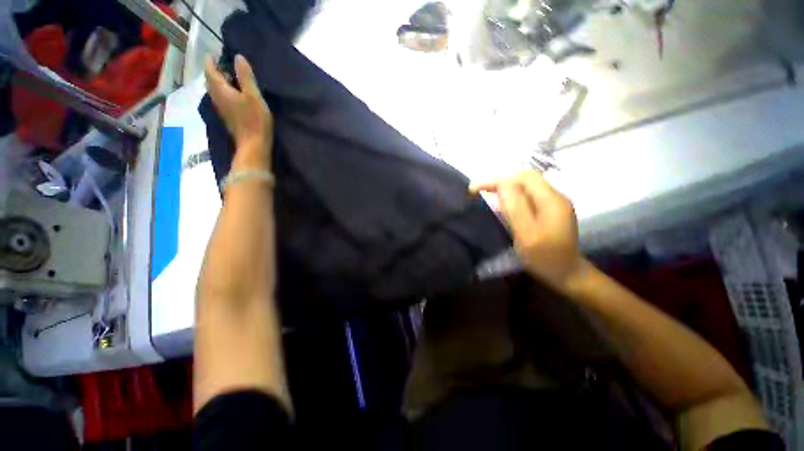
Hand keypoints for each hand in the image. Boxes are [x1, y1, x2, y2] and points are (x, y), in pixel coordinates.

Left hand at [205, 54, 272, 153]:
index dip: (211, 60)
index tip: (215, 53)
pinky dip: (225, 92)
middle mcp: (216, 98)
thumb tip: (238, 56)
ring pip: (215, 90)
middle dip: (215, 71)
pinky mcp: (228, 117)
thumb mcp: (253, 96)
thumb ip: (245, 76)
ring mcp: (221, 109)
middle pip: (211, 80)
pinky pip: (222, 99)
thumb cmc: (255, 120)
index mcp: (220, 90)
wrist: (253, 145)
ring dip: (221, 82)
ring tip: (232, 78)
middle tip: (226, 65)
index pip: (210, 70)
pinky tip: (235, 94)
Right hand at [470, 171, 581, 290]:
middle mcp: (554, 197)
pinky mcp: (549, 211)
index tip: (474, 188)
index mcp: (551, 200)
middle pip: (525, 179)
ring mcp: (553, 204)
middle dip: (500, 181)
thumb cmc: (545, 258)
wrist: (567, 274)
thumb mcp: (527, 235)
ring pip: (526, 187)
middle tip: (478, 190)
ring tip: (486, 193)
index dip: (497, 179)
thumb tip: (503, 185)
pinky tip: (503, 204)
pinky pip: (528, 196)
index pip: (522, 177)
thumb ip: (516, 208)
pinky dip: (512, 196)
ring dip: (505, 188)